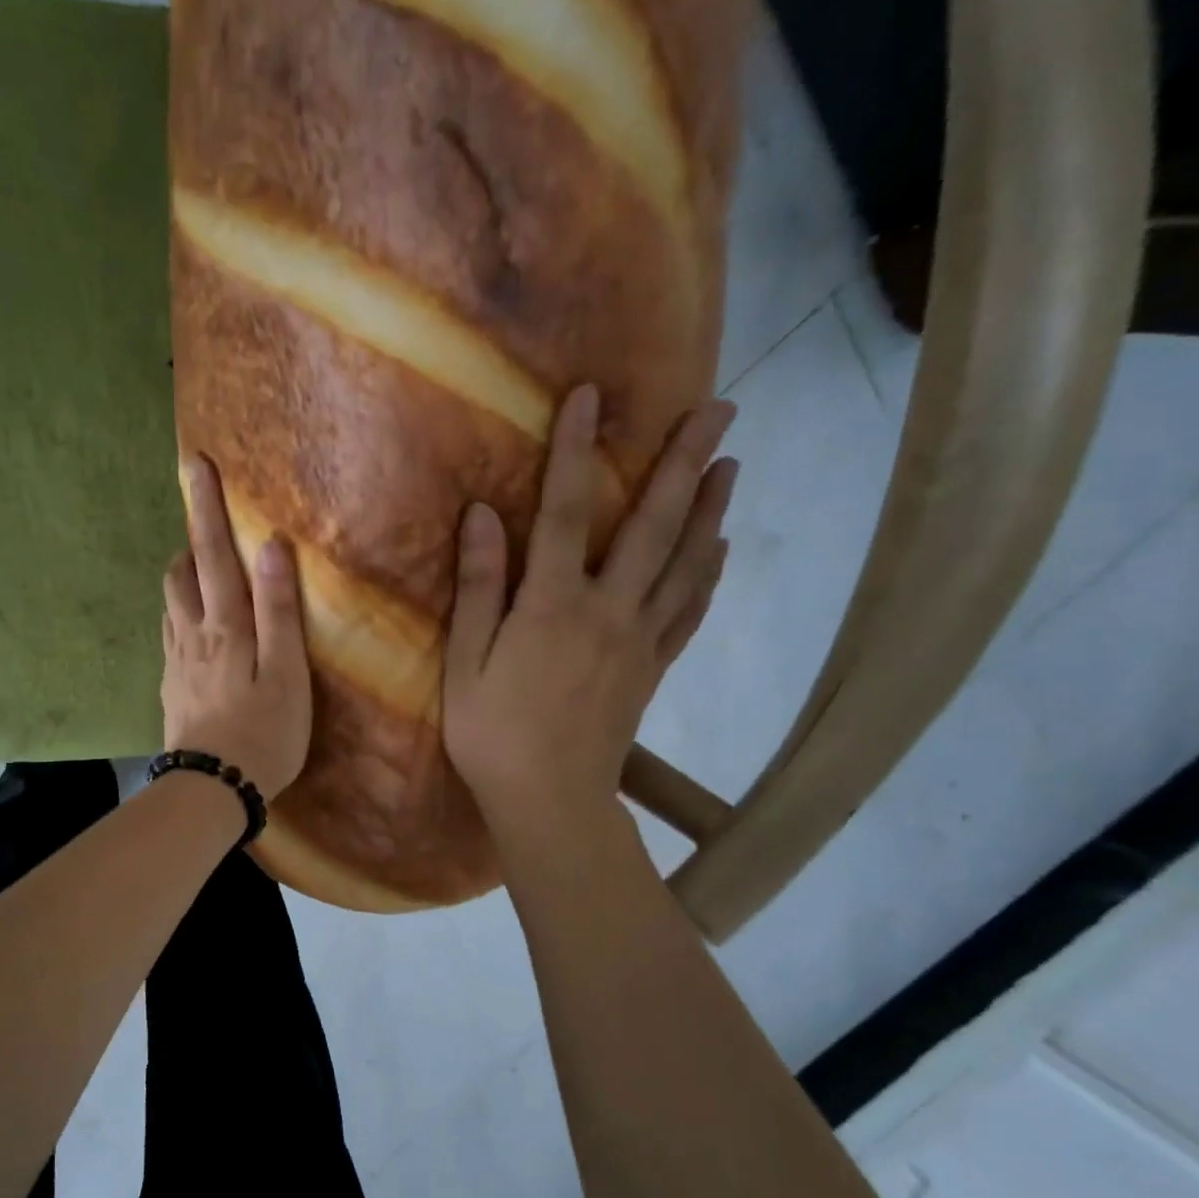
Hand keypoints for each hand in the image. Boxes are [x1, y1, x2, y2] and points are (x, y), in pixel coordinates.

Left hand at [161, 458, 312, 800]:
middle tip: (209, 532)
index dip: (205, 509)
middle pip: (179, 575)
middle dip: (190, 544)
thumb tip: (271, 548)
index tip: (195, 465)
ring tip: (204, 576)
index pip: (213, 554)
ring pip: (170, 605)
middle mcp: (191, 635)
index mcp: (224, 626)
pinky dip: (181, 616)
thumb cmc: (262, 734)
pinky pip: (170, 636)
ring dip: (183, 580)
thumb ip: (278, 612)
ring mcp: (174, 663)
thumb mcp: (286, 674)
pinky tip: (196, 633)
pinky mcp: (170, 689)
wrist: (210, 790)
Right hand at [442, 386, 738, 840]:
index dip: (577, 451)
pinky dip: (708, 575)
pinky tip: (719, 550)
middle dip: (685, 463)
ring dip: (711, 509)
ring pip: (685, 564)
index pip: (567, 512)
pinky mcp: (653, 668)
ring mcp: (639, 640)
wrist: (550, 801)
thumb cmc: (493, 734)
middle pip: (653, 526)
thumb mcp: (466, 664)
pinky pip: (688, 612)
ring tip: (733, 464)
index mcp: (553, 606)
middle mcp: (607, 610)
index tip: (592, 395)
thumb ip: (478, 589)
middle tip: (719, 410)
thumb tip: (484, 517)